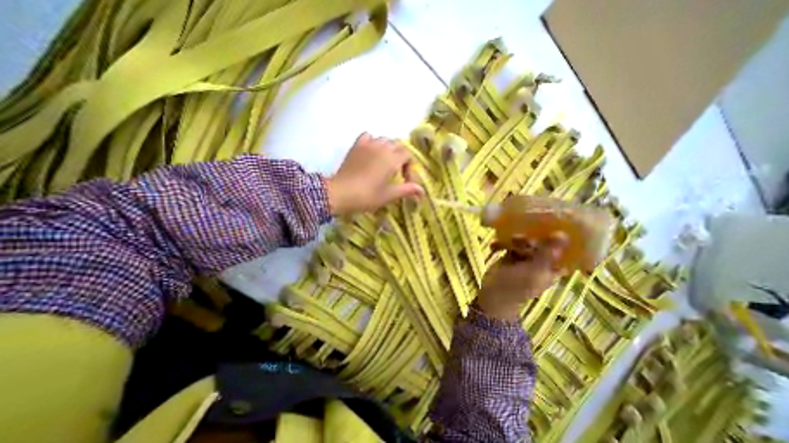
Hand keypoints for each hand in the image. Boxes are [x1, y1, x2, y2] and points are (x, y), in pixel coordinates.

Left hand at [327, 133, 424, 215]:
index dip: (410, 167)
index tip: (405, 181)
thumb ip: (407, 190)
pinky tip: (372, 152)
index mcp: (392, 158)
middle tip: (397, 172)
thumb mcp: (389, 195)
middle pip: (398, 145)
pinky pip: (368, 137)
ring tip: (385, 163)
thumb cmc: (367, 196)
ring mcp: (368, 144)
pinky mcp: (356, 145)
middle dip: (401, 157)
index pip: (408, 155)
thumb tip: (422, 191)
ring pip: (384, 140)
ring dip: (389, 149)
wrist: (340, 193)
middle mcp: (382, 147)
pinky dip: (373, 142)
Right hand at [474, 232, 567, 322]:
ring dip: (515, 240)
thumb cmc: (517, 286)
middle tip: (521, 237)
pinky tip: (493, 246)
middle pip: (541, 242)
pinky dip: (501, 244)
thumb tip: (562, 234)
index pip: (563, 249)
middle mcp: (541, 260)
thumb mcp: (534, 270)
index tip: (554, 222)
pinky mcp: (510, 255)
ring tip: (508, 241)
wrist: (493, 294)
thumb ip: (547, 253)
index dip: (561, 236)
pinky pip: (509, 244)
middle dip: (531, 238)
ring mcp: (525, 257)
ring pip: (525, 241)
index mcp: (553, 266)